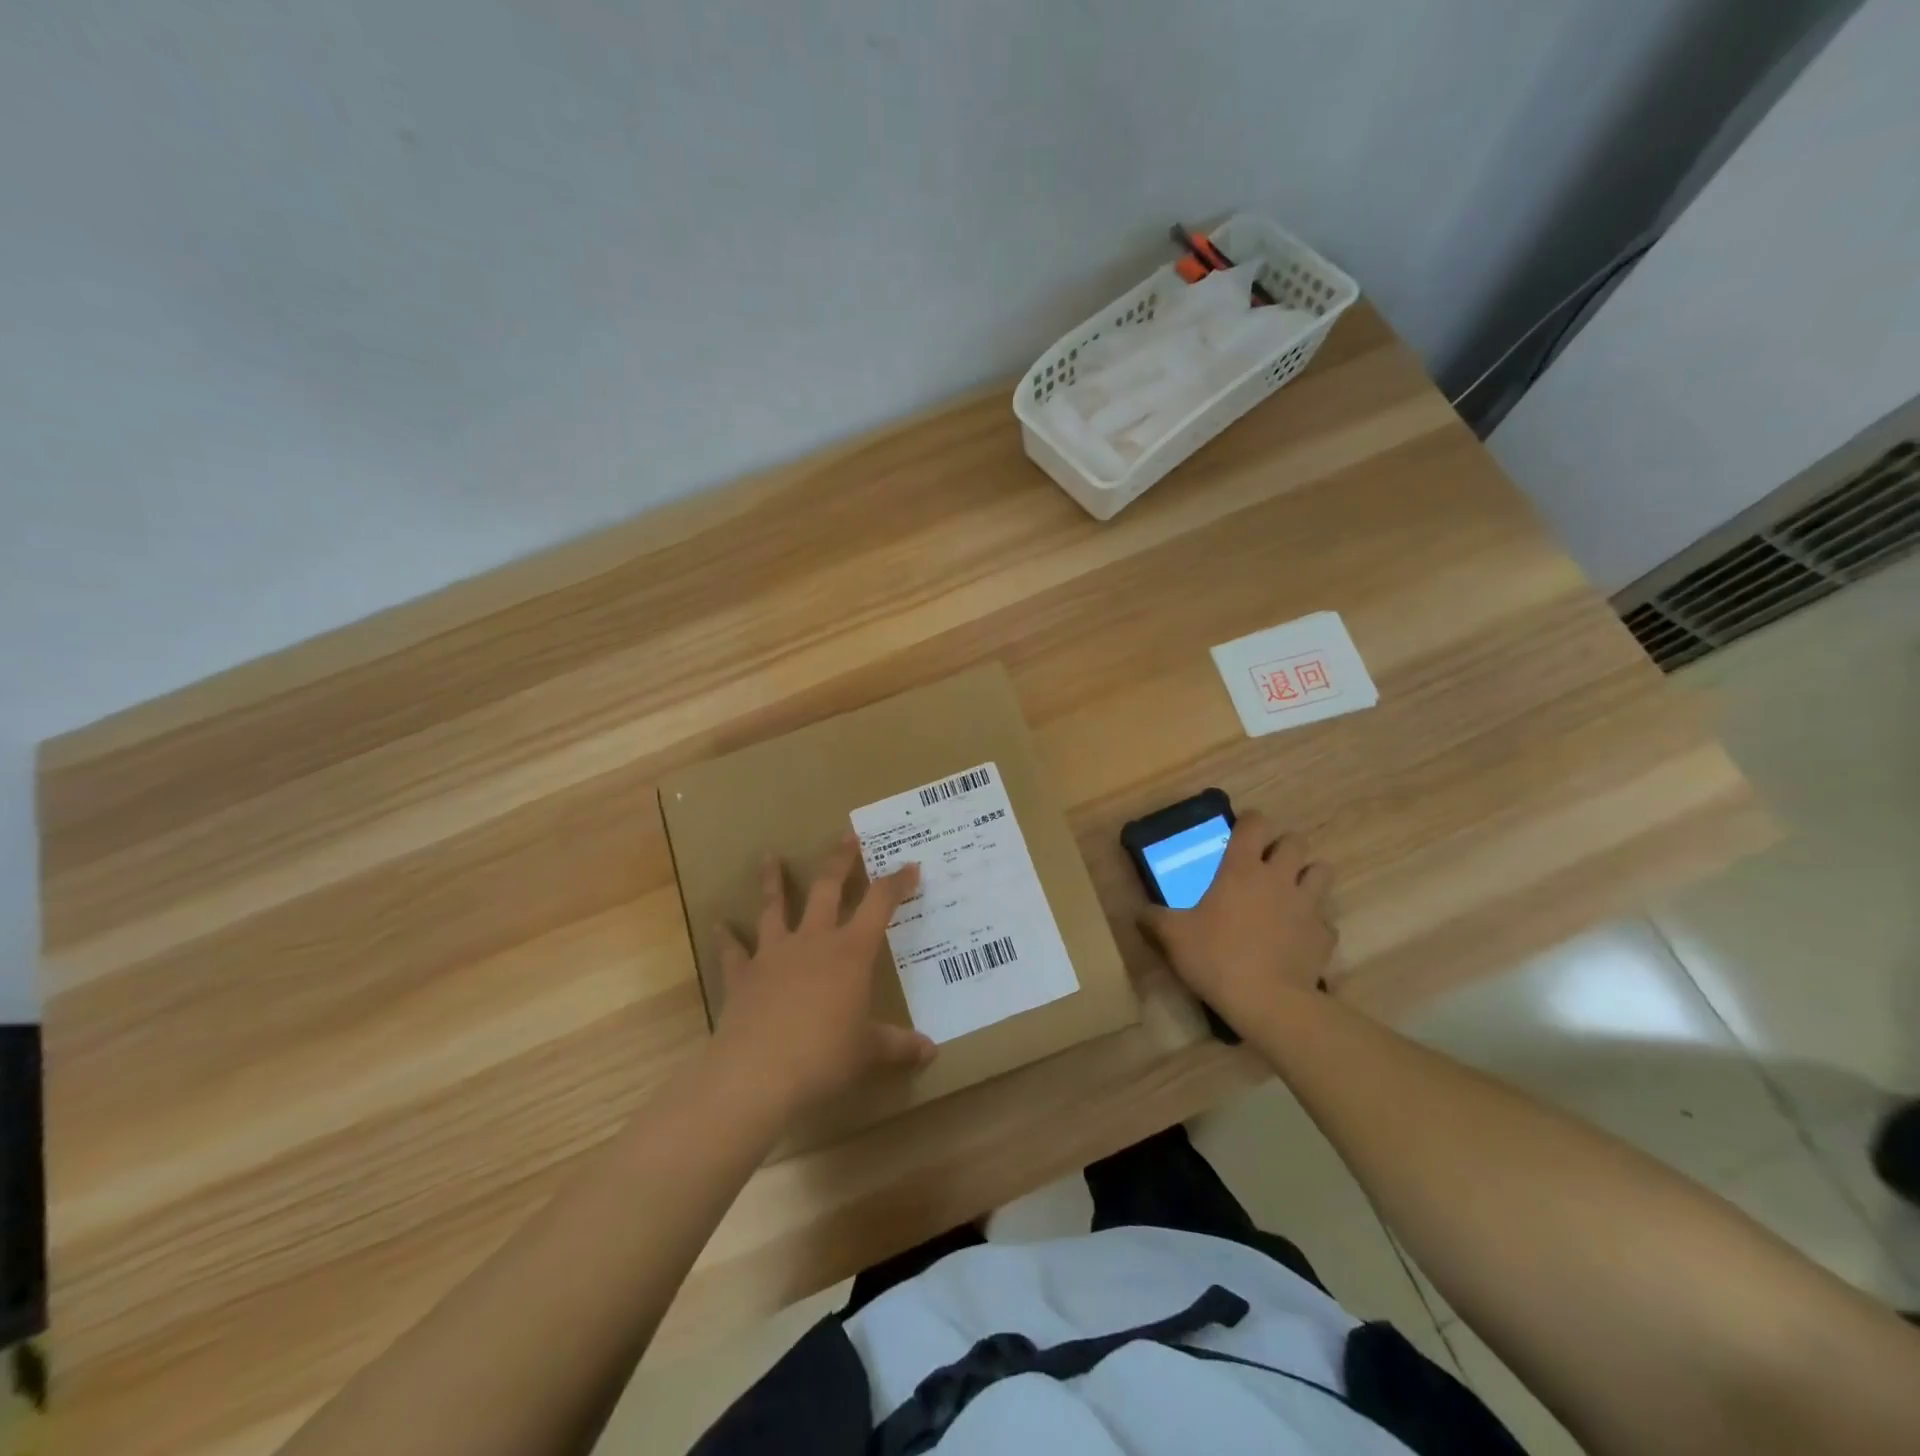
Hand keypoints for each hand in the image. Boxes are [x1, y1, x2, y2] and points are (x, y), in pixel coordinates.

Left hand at [711, 832, 935, 1116]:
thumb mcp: (868, 1052)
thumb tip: (931, 1052)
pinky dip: (726, 938)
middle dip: (839, 860)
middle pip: (827, 888)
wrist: (758, 1073)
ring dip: (772, 881)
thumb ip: (899, 1046)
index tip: (911, 865)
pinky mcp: (743, 976)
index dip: (897, 882)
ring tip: (768, 857)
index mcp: (851, 952)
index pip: (881, 904)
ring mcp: (774, 954)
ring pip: (774, 907)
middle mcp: (814, 941)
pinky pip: (733, 952)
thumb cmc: (824, 1056)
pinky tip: (718, 925)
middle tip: (846, 835)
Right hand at [1140, 811, 1335, 1034]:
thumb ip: (1154, 919)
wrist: (1267, 1001)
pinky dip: (1314, 922)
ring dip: (1308, 876)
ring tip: (1291, 891)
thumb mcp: (1172, 936)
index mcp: (1241, 868)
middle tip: (1267, 864)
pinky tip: (1298, 936)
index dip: (1250, 821)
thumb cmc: (1216, 957)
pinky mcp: (1324, 935)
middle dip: (1284, 847)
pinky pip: (1324, 919)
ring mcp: (1308, 905)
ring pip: (1321, 871)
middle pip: (1296, 841)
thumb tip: (1141, 913)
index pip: (1254, 824)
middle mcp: (1279, 877)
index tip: (1242, 832)